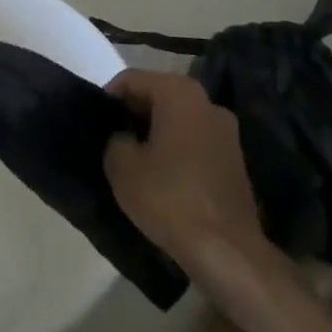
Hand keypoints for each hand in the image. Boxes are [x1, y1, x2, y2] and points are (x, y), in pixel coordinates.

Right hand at [104, 69, 264, 267]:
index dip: (109, 98)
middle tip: (111, 140)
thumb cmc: (169, 197)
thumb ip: (115, 140)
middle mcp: (207, 102)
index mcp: (179, 92)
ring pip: (178, 120)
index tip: (95, 123)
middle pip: (158, 96)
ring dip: (155, 134)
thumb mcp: (121, 166)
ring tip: (134, 160)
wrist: (227, 251)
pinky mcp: (235, 161)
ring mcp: (226, 132)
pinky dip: (175, 151)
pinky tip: (161, 177)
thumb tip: (123, 139)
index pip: (132, 79)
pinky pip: (195, 142)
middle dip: (133, 114)